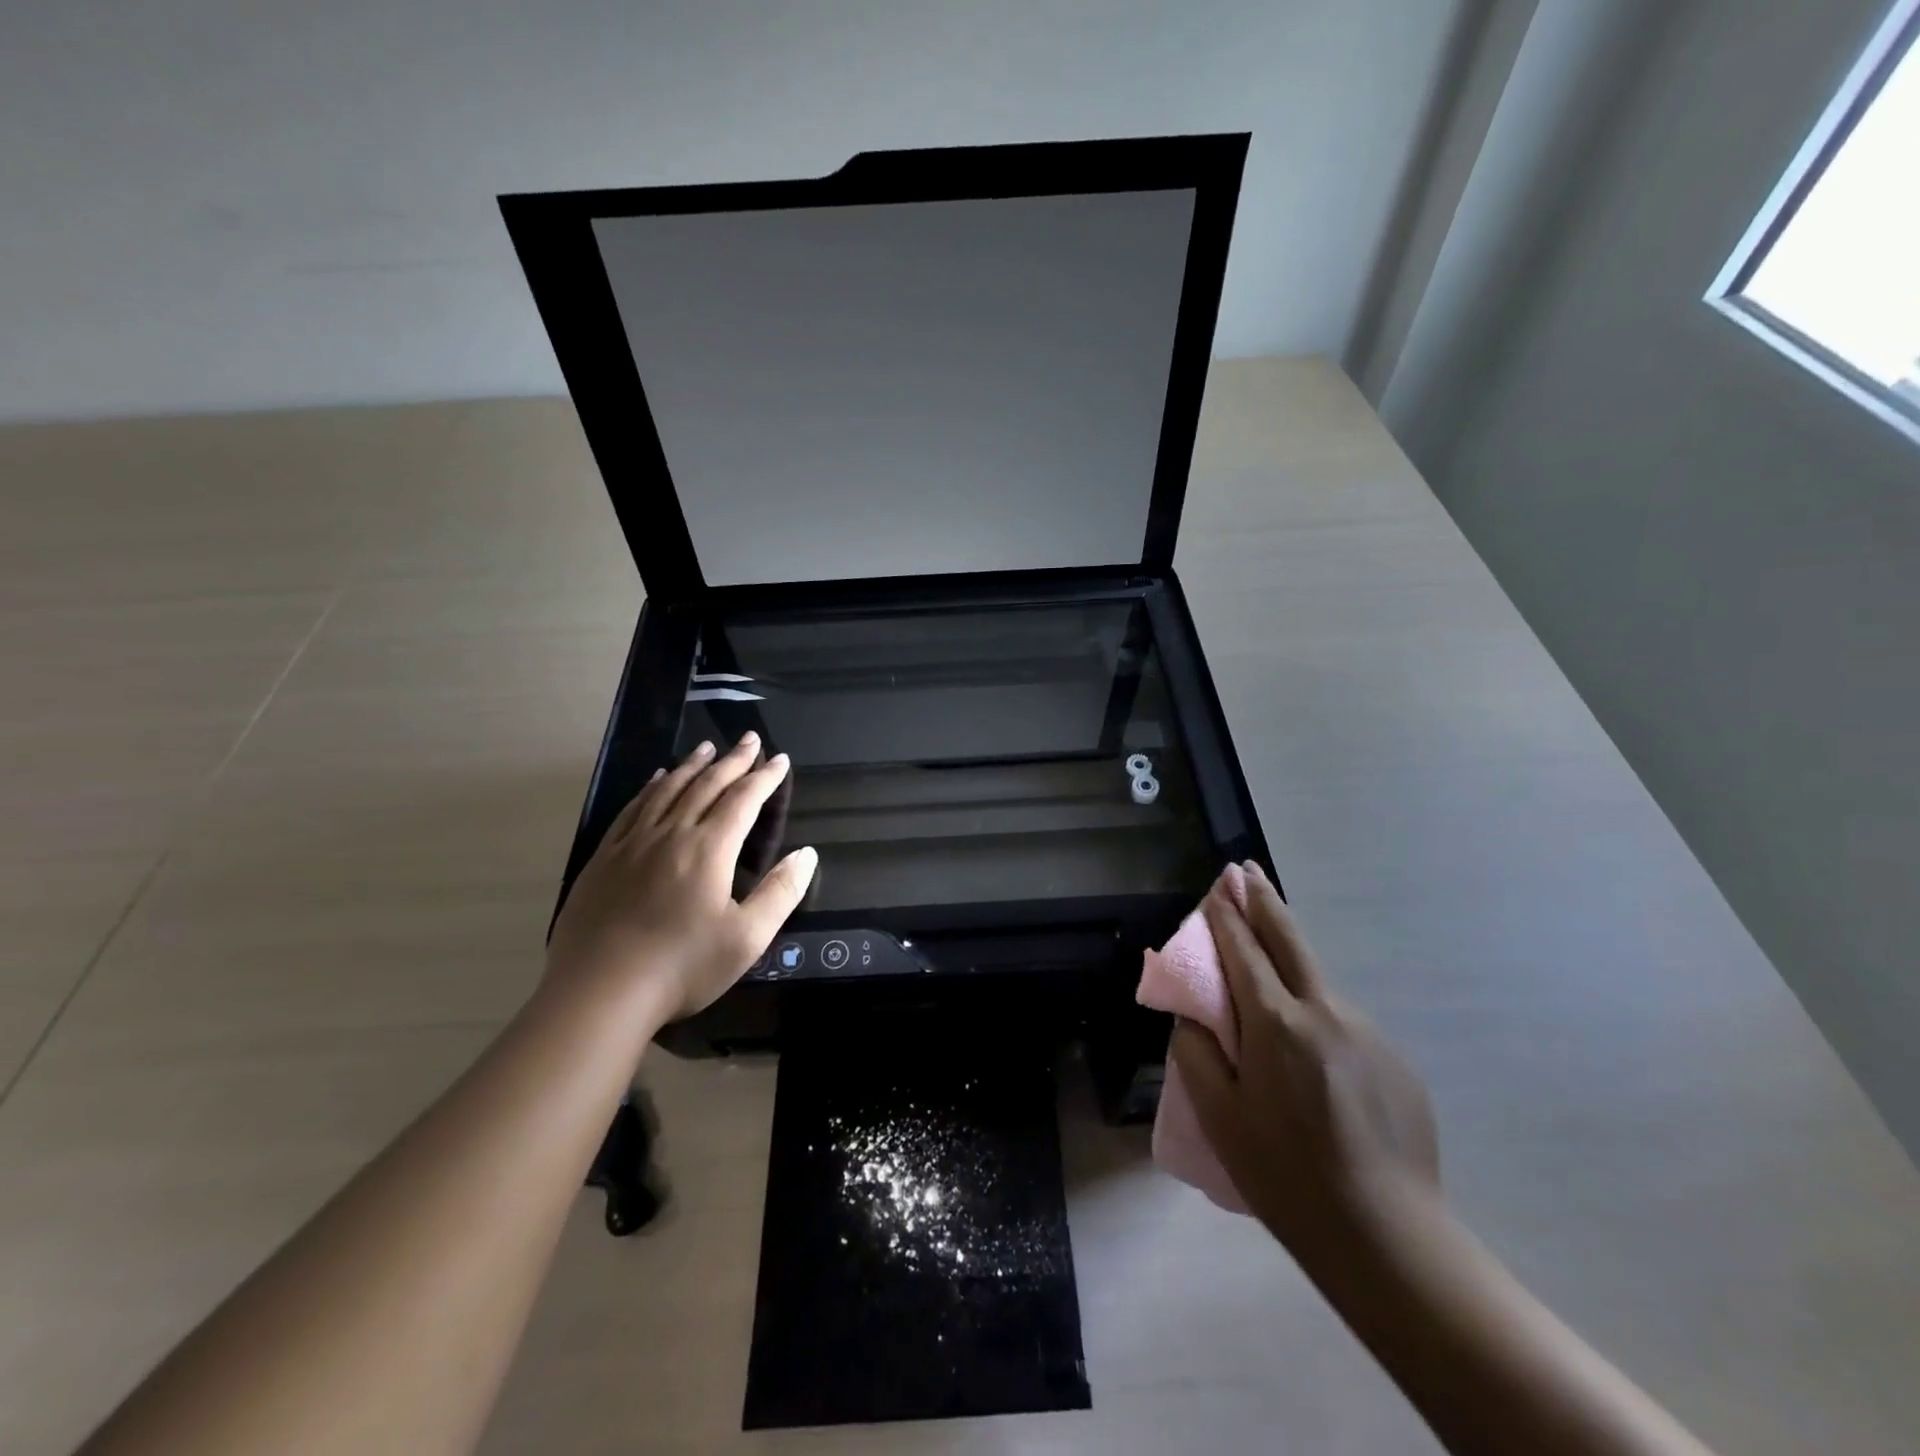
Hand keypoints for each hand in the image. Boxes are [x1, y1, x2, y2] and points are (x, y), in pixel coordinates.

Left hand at [544, 735, 817, 1027]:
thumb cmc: (682, 967)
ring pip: (667, 790)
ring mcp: (633, 843)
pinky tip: (655, 780)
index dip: (765, 778)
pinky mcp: (605, 858)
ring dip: (691, 766)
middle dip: (732, 760)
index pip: (743, 800)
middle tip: (749, 739)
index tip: (780, 760)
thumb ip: (781, 892)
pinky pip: (632, 809)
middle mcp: (671, 834)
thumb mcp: (747, 938)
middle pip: (706, 785)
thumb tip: (807, 854)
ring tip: (707, 748)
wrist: (599, 993)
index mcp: (709, 849)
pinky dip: (650, 788)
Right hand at [1171, 863, 1439, 1253]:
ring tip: (1268, 974)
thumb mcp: (1218, 1115)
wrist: (1386, 1236)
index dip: (1225, 916)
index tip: (1216, 888)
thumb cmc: (1284, 1175)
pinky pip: (1341, 1023)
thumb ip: (1197, 1052)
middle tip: (1245, 871)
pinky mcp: (1394, 1059)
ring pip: (1317, 982)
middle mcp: (1325, 1012)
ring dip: (1289, 963)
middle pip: (1289, 939)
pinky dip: (1316, 1016)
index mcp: (1276, 1023)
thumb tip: (1196, 1016)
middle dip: (1263, 900)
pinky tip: (1312, 1061)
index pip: (1242, 951)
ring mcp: (1367, 1032)